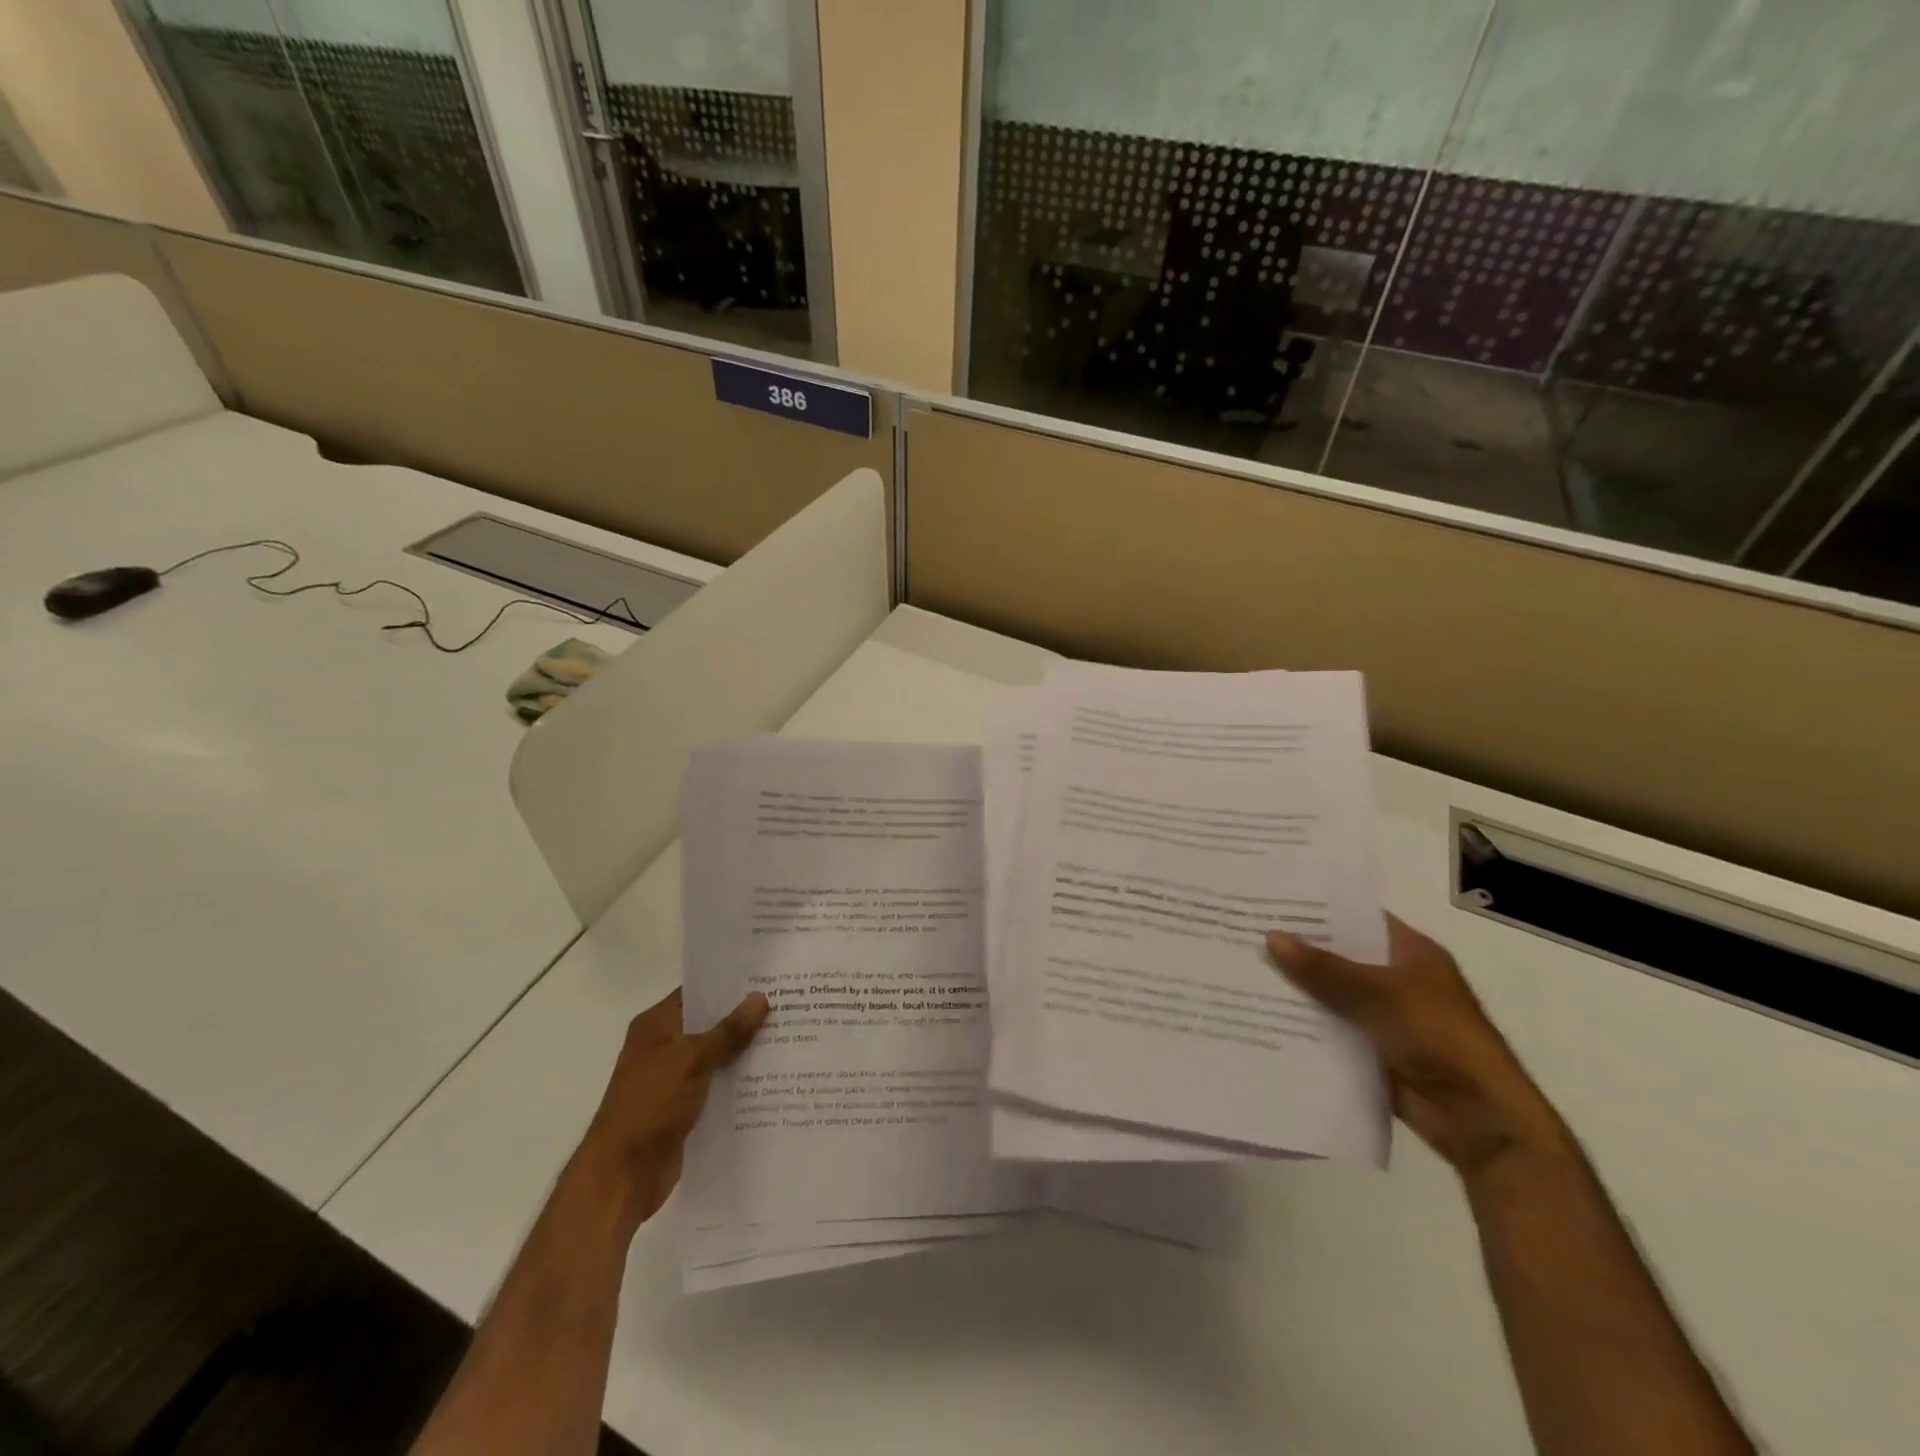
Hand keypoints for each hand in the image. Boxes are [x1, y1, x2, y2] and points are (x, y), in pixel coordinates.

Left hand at [573, 987, 768, 1232]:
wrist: (622, 1175)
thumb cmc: (650, 1104)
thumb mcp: (692, 1060)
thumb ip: (728, 1031)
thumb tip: (760, 997)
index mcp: (657, 1025)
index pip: (697, 992)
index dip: (729, 984)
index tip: (767, 976)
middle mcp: (664, 1046)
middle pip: (710, 1023)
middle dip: (745, 1017)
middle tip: (788, 1004)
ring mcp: (674, 1078)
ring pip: (717, 1056)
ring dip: (745, 1051)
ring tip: (790, 1035)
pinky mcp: (685, 1108)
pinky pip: (718, 1085)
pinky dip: (739, 1081)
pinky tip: (774, 1076)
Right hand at [1267, 917, 1568, 1176]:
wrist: (1478, 1119)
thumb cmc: (1439, 1038)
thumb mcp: (1379, 993)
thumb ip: (1324, 968)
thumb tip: (1271, 938)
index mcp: (1411, 952)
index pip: (1358, 917)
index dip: (1318, 908)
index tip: (1272, 899)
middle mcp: (1397, 978)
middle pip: (1339, 955)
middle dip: (1298, 948)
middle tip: (1245, 931)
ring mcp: (1385, 1016)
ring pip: (1331, 993)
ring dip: (1297, 988)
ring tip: (1243, 970)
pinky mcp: (1373, 1050)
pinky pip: (1331, 1029)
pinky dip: (1304, 1024)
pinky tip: (1263, 1014)